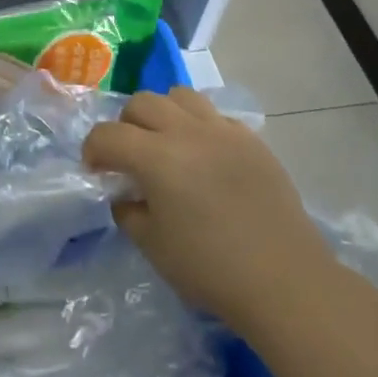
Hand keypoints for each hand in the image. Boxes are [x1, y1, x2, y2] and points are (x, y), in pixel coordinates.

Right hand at [83, 87, 335, 335]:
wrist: (284, 280)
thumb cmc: (210, 268)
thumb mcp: (153, 246)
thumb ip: (129, 211)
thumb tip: (126, 193)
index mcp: (157, 156)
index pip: (108, 135)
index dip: (93, 150)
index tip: (95, 170)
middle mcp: (188, 131)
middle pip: (142, 103)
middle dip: (125, 125)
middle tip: (129, 157)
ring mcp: (223, 131)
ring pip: (180, 96)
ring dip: (163, 114)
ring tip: (166, 145)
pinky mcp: (252, 140)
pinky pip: (214, 116)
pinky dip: (198, 127)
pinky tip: (205, 159)